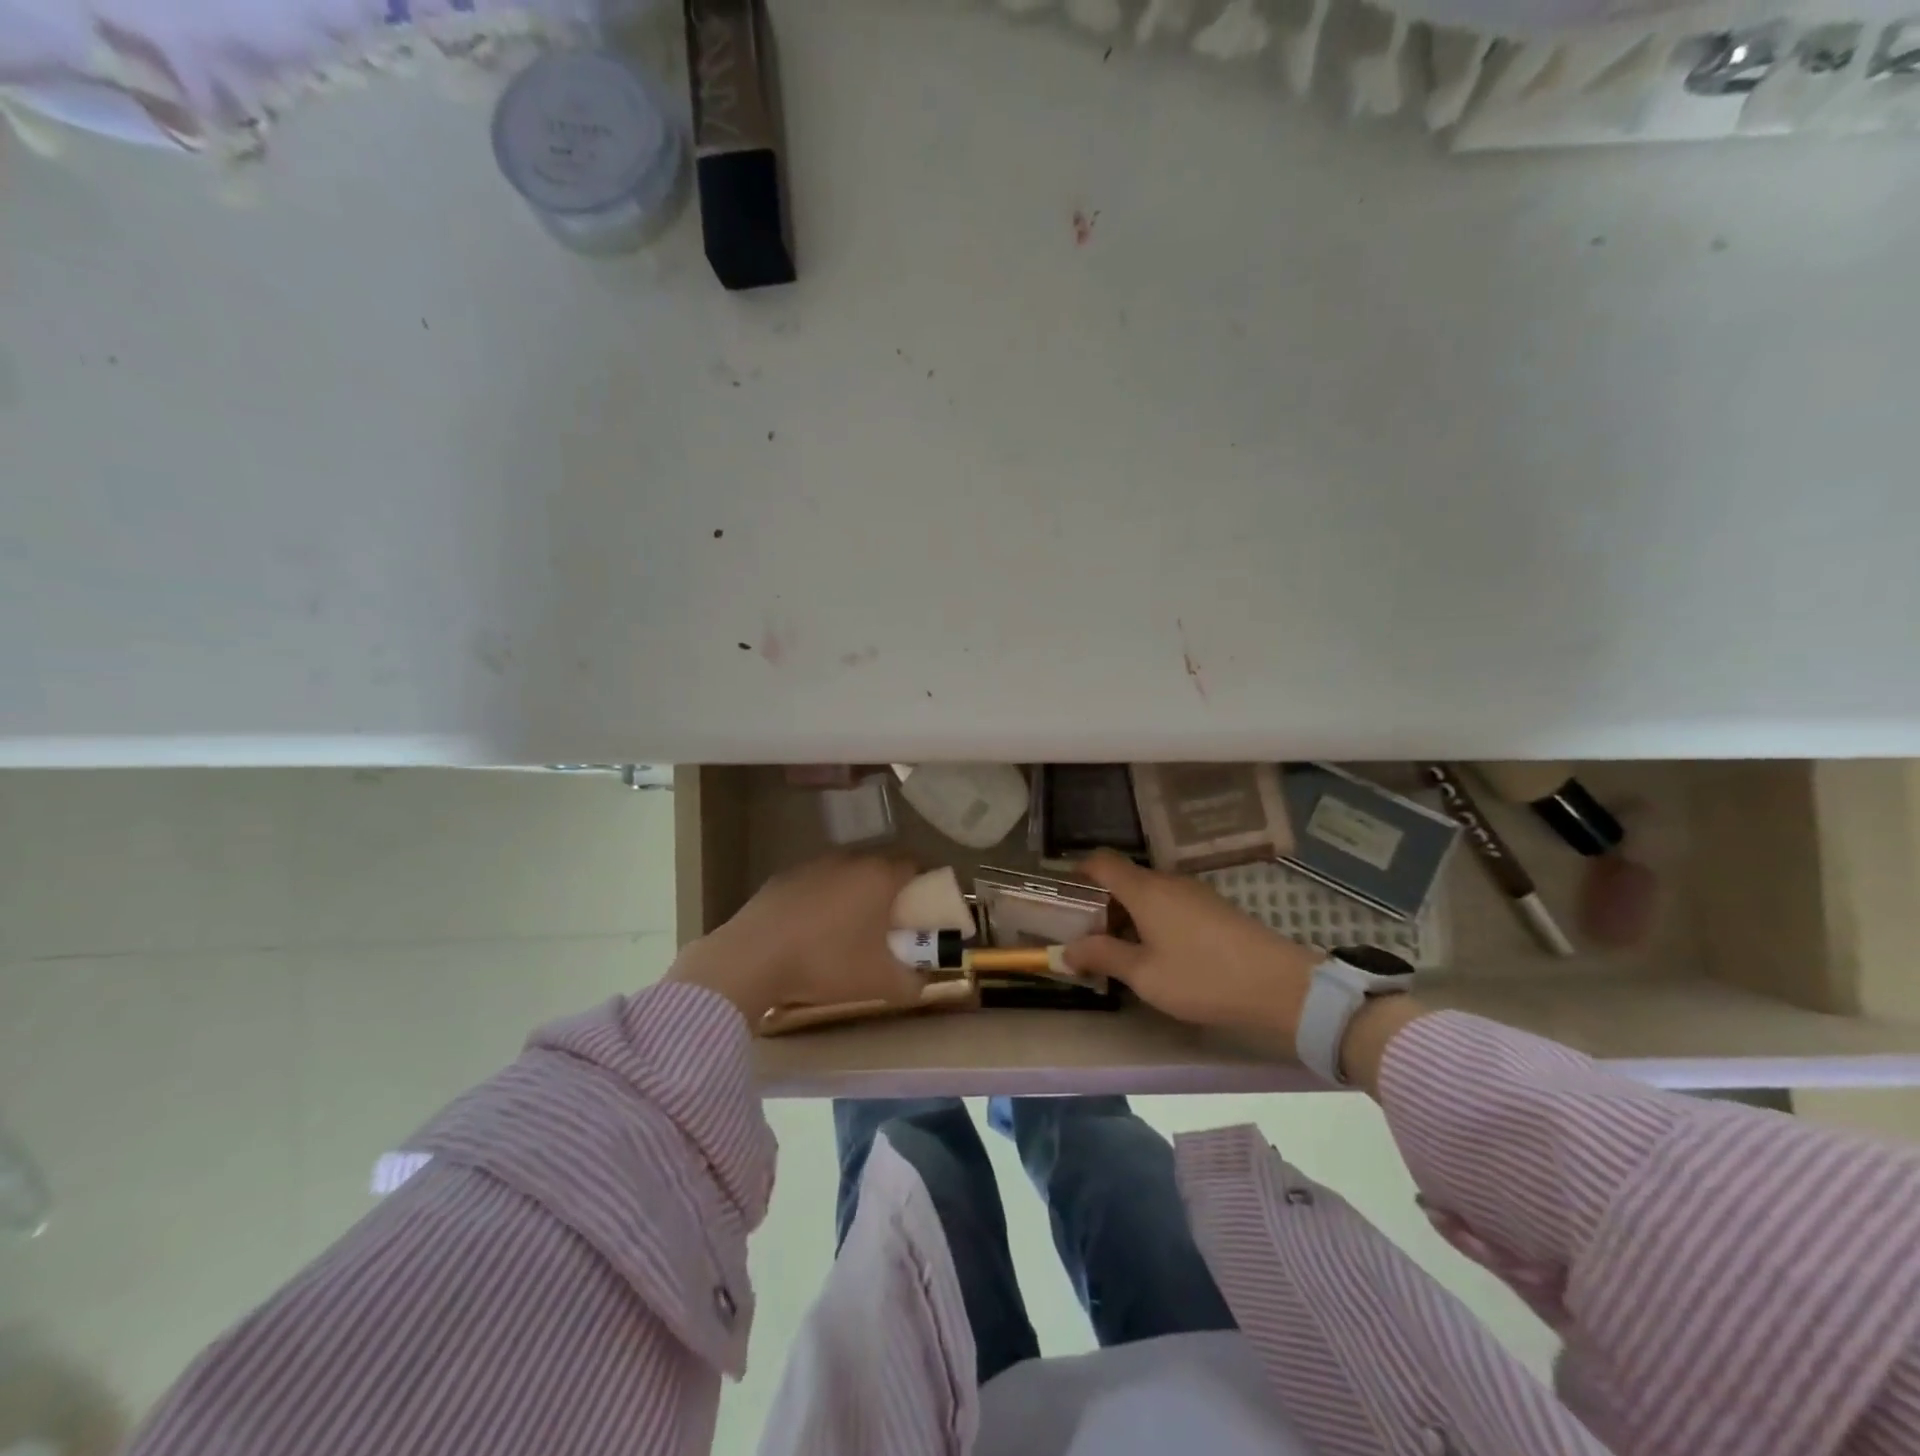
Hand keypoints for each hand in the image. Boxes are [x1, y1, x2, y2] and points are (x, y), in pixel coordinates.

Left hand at [667, 854, 921, 1027]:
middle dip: (888, 893)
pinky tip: (810, 933)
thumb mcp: (879, 984)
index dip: (923, 887)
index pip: (915, 866)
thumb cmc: (826, 963)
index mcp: (879, 877)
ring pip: (845, 875)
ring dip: (852, 895)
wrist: (751, 959)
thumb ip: (912, 983)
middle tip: (888, 926)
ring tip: (847, 932)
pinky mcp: (782, 877)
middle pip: (880, 868)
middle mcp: (849, 860)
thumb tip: (922, 981)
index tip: (921, 914)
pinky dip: (820, 902)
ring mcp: (813, 865)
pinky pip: (815, 885)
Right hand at [1063, 852, 1323, 1042]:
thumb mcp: (1145, 975)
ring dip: (1128, 913)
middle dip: (1101, 902)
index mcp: (1145, 890)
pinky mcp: (1214, 907)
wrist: (1280, 986)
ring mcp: (1194, 892)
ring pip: (1148, 892)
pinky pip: (1170, 903)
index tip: (1064, 899)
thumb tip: (1066, 950)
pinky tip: (1157, 952)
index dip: (1078, 873)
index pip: (1101, 862)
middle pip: (1124, 878)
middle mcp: (1167, 881)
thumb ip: (1103, 957)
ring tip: (1120, 949)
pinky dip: (1153, 918)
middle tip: (1088, 935)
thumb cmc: (1203, 978)